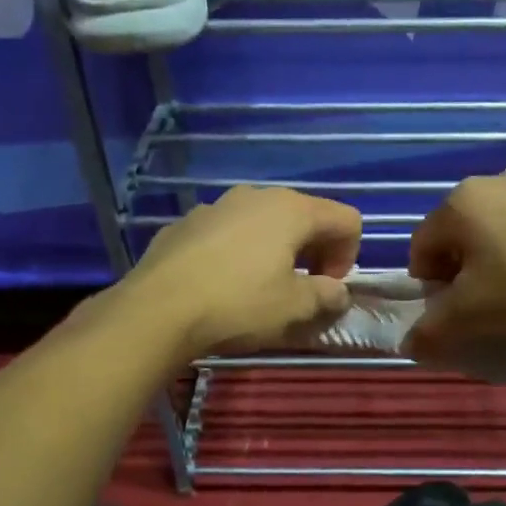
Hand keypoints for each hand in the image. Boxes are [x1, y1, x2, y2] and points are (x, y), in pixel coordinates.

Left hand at [121, 186, 361, 361]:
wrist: (156, 310)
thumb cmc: (238, 305)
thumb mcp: (295, 308)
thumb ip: (327, 296)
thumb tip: (337, 292)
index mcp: (292, 209)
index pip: (346, 219)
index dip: (348, 255)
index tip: (328, 288)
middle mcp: (257, 196)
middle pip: (306, 216)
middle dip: (314, 251)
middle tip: (303, 289)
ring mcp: (217, 206)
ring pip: (264, 222)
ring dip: (276, 250)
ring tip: (261, 287)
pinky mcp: (186, 223)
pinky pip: (229, 232)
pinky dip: (240, 252)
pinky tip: (222, 284)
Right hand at [405, 170, 505, 359]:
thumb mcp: (471, 316)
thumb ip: (432, 331)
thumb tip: (411, 345)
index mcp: (458, 203)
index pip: (420, 248)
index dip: (429, 287)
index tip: (453, 314)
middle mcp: (490, 183)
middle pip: (458, 238)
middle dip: (461, 274)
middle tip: (483, 306)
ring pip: (495, 232)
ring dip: (494, 263)